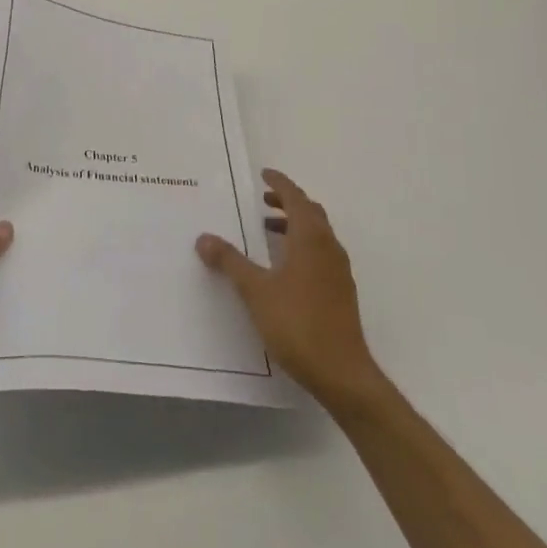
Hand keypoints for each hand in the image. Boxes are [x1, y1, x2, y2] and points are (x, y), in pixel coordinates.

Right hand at [196, 169, 386, 412]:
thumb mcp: (256, 291)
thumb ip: (230, 262)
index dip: (280, 184)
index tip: (264, 174)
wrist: (342, 373)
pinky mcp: (341, 291)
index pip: (296, 198)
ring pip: (318, 234)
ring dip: (295, 224)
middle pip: (311, 212)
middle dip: (288, 202)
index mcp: (311, 239)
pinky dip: (302, 245)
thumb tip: (204, 238)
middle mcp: (329, 247)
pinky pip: (321, 253)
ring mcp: (338, 271)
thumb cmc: (298, 324)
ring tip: (268, 230)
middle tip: (263, 200)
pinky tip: (284, 266)